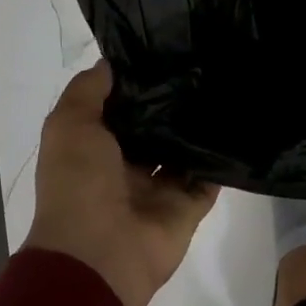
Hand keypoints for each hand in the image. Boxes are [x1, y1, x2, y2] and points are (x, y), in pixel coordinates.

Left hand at [24, 62, 219, 305]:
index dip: (135, 83)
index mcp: (93, 150)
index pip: (119, 110)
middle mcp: (125, 168)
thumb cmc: (78, 182)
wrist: (100, 253)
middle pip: (153, 130)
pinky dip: (220, 160)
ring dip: (197, 128)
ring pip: (182, 152)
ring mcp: (158, 189)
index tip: (161, 52)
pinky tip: (236, 126)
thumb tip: (110, 63)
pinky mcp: (187, 207)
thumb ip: (87, 91)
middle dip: (171, 103)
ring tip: (223, 87)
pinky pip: (208, 179)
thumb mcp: (69, 124)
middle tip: (200, 64)